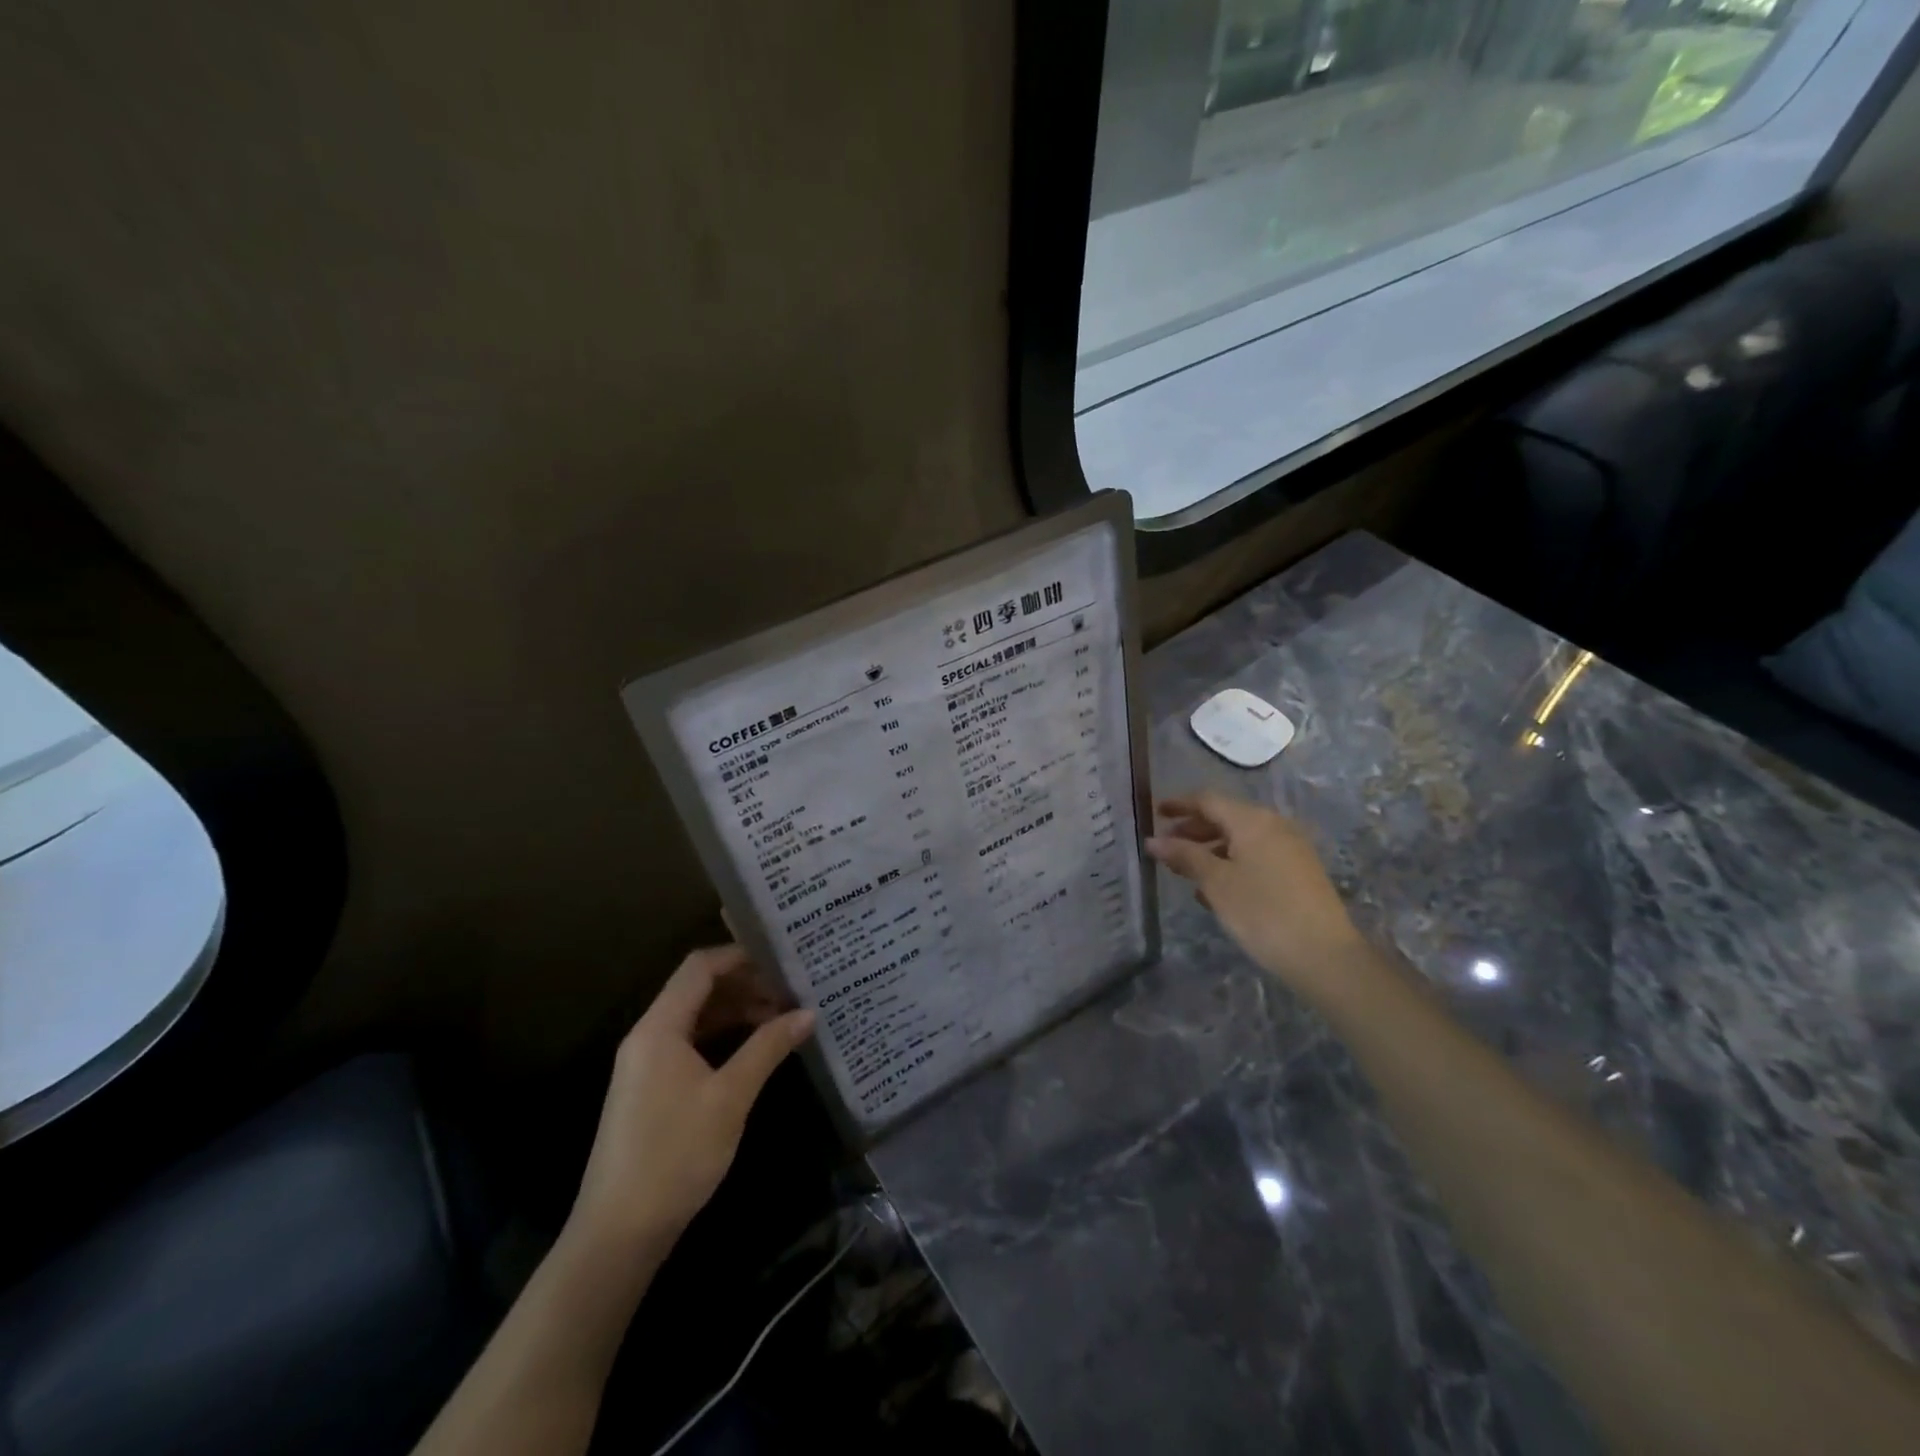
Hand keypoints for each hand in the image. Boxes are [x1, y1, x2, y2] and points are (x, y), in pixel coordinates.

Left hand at [566, 944, 813, 1261]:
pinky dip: (722, 1037)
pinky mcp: (651, 1089)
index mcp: (659, 1028)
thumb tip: (808, 1012)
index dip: (739, 956)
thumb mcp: (730, 1097)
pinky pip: (690, 1044)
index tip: (781, 958)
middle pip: (697, 990)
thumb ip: (768, 1048)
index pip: (699, 968)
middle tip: (791, 989)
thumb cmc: (675, 1154)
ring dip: (736, 1012)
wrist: (618, 1233)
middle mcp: (648, 1036)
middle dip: (744, 985)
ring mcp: (646, 1064)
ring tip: (781, 1017)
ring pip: (696, 1018)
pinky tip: (754, 1049)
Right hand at [1147, 793, 1368, 1005]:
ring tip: (1186, 871)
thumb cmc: (1263, 912)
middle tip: (1166, 846)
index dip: (1179, 804)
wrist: (1324, 955)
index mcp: (1252, 820)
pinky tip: (1216, 890)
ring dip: (1211, 849)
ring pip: (1241, 838)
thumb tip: (1153, 840)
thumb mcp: (1216, 883)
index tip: (1154, 813)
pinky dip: (1231, 862)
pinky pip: (1257, 855)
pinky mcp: (1299, 871)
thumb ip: (1184, 856)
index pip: (1208, 800)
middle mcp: (1274, 825)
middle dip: (1193, 829)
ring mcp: (1290, 848)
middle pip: (1225, 817)